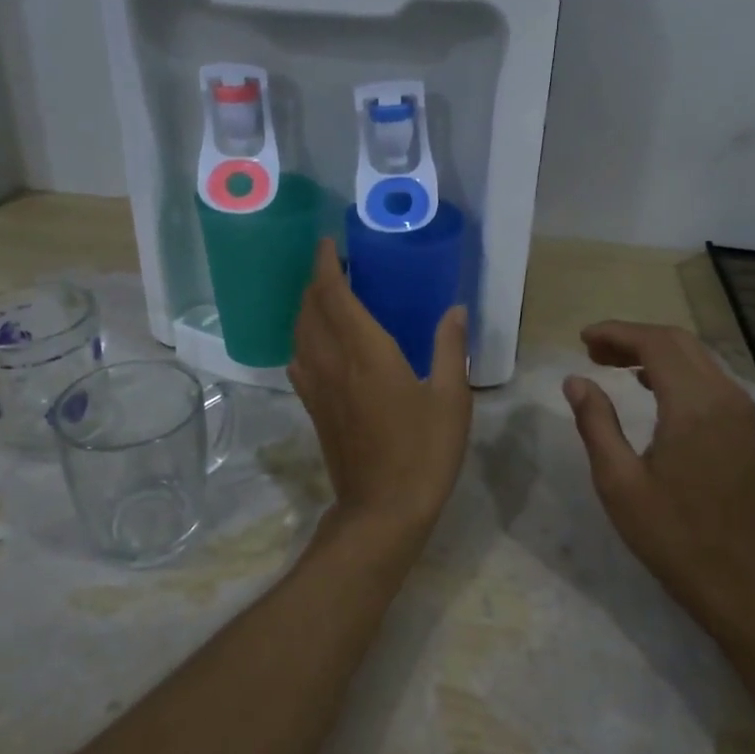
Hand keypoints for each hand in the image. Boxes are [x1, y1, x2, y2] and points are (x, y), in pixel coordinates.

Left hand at [290, 240, 471, 559]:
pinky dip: (304, 339)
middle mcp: (333, 362)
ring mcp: (317, 387)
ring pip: (299, 334)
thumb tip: (455, 310)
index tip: (328, 244)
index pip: (333, 295)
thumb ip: (450, 349)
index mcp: (366, 352)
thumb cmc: (423, 451)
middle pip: (309, 309)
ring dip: (307, 308)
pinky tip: (320, 345)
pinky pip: (299, 360)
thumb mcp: (450, 398)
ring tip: (327, 297)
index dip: (325, 265)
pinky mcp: (314, 408)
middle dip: (315, 281)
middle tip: (335, 266)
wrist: (382, 509)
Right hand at [563, 322, 754, 636]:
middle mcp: (723, 396)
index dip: (616, 333)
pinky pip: (706, 375)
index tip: (581, 339)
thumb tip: (575, 380)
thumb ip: (595, 423)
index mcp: (693, 406)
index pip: (654, 344)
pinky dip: (673, 367)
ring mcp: (739, 410)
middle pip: (676, 341)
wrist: (738, 579)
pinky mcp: (743, 425)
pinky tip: (647, 383)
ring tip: (610, 363)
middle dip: (631, 337)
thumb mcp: (618, 482)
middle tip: (591, 350)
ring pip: (694, 355)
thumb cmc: (671, 534)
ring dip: (652, 350)